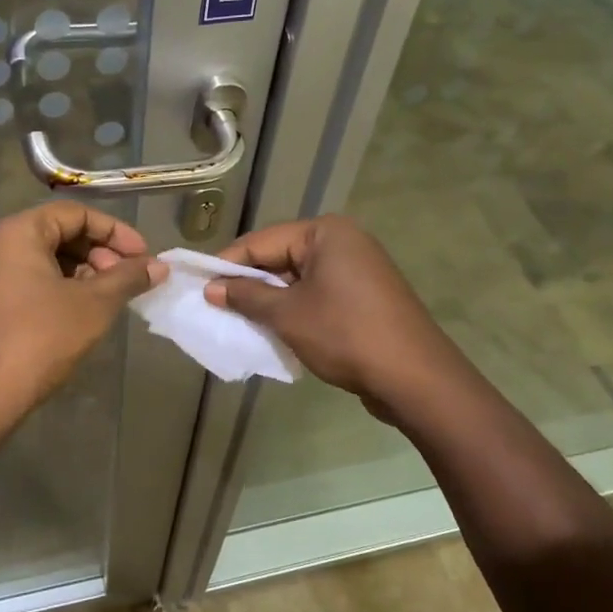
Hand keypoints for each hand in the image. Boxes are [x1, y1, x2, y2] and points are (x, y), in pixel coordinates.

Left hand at [0, 201, 163, 424]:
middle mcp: (5, 243)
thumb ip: (128, 277)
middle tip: (129, 279)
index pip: (78, 213)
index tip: (144, 257)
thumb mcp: (94, 304)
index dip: (116, 232)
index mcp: (21, 231)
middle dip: (103, 252)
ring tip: (114, 297)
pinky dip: (69, 287)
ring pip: (55, 258)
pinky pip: (41, 278)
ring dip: (90, 272)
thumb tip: (160, 266)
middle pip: (65, 232)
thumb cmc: (42, 338)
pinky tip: (90, 310)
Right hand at [205, 215, 453, 420]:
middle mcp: (343, 241)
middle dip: (249, 283)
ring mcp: (358, 269)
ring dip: (270, 299)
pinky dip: (295, 309)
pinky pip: (318, 294)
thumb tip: (212, 288)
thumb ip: (246, 296)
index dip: (226, 264)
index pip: (261, 241)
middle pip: (280, 257)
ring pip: (298, 278)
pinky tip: (275, 330)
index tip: (197, 284)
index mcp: (325, 233)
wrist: (415, 379)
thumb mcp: (287, 315)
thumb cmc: (345, 335)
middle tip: (215, 305)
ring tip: (239, 320)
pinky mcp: (366, 296)